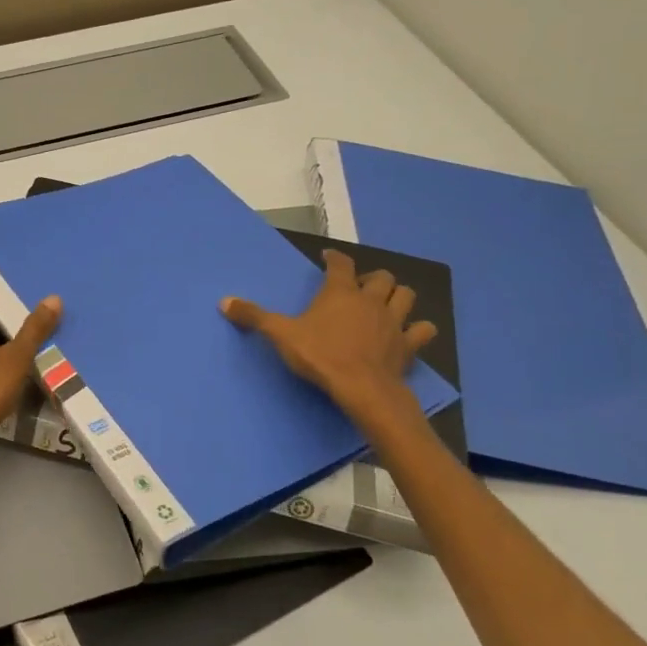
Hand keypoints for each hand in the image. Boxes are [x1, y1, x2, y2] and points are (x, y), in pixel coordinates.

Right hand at [221, 250, 435, 421]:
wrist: (362, 388)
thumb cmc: (320, 356)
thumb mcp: (280, 335)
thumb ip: (254, 316)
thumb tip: (224, 301)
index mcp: (340, 293)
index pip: (340, 264)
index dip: (335, 258)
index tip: (328, 257)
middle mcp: (370, 301)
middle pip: (381, 277)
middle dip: (372, 278)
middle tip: (359, 287)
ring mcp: (394, 322)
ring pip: (406, 296)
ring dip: (398, 296)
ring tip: (387, 303)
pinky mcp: (408, 345)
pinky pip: (423, 330)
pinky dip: (419, 329)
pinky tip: (411, 333)